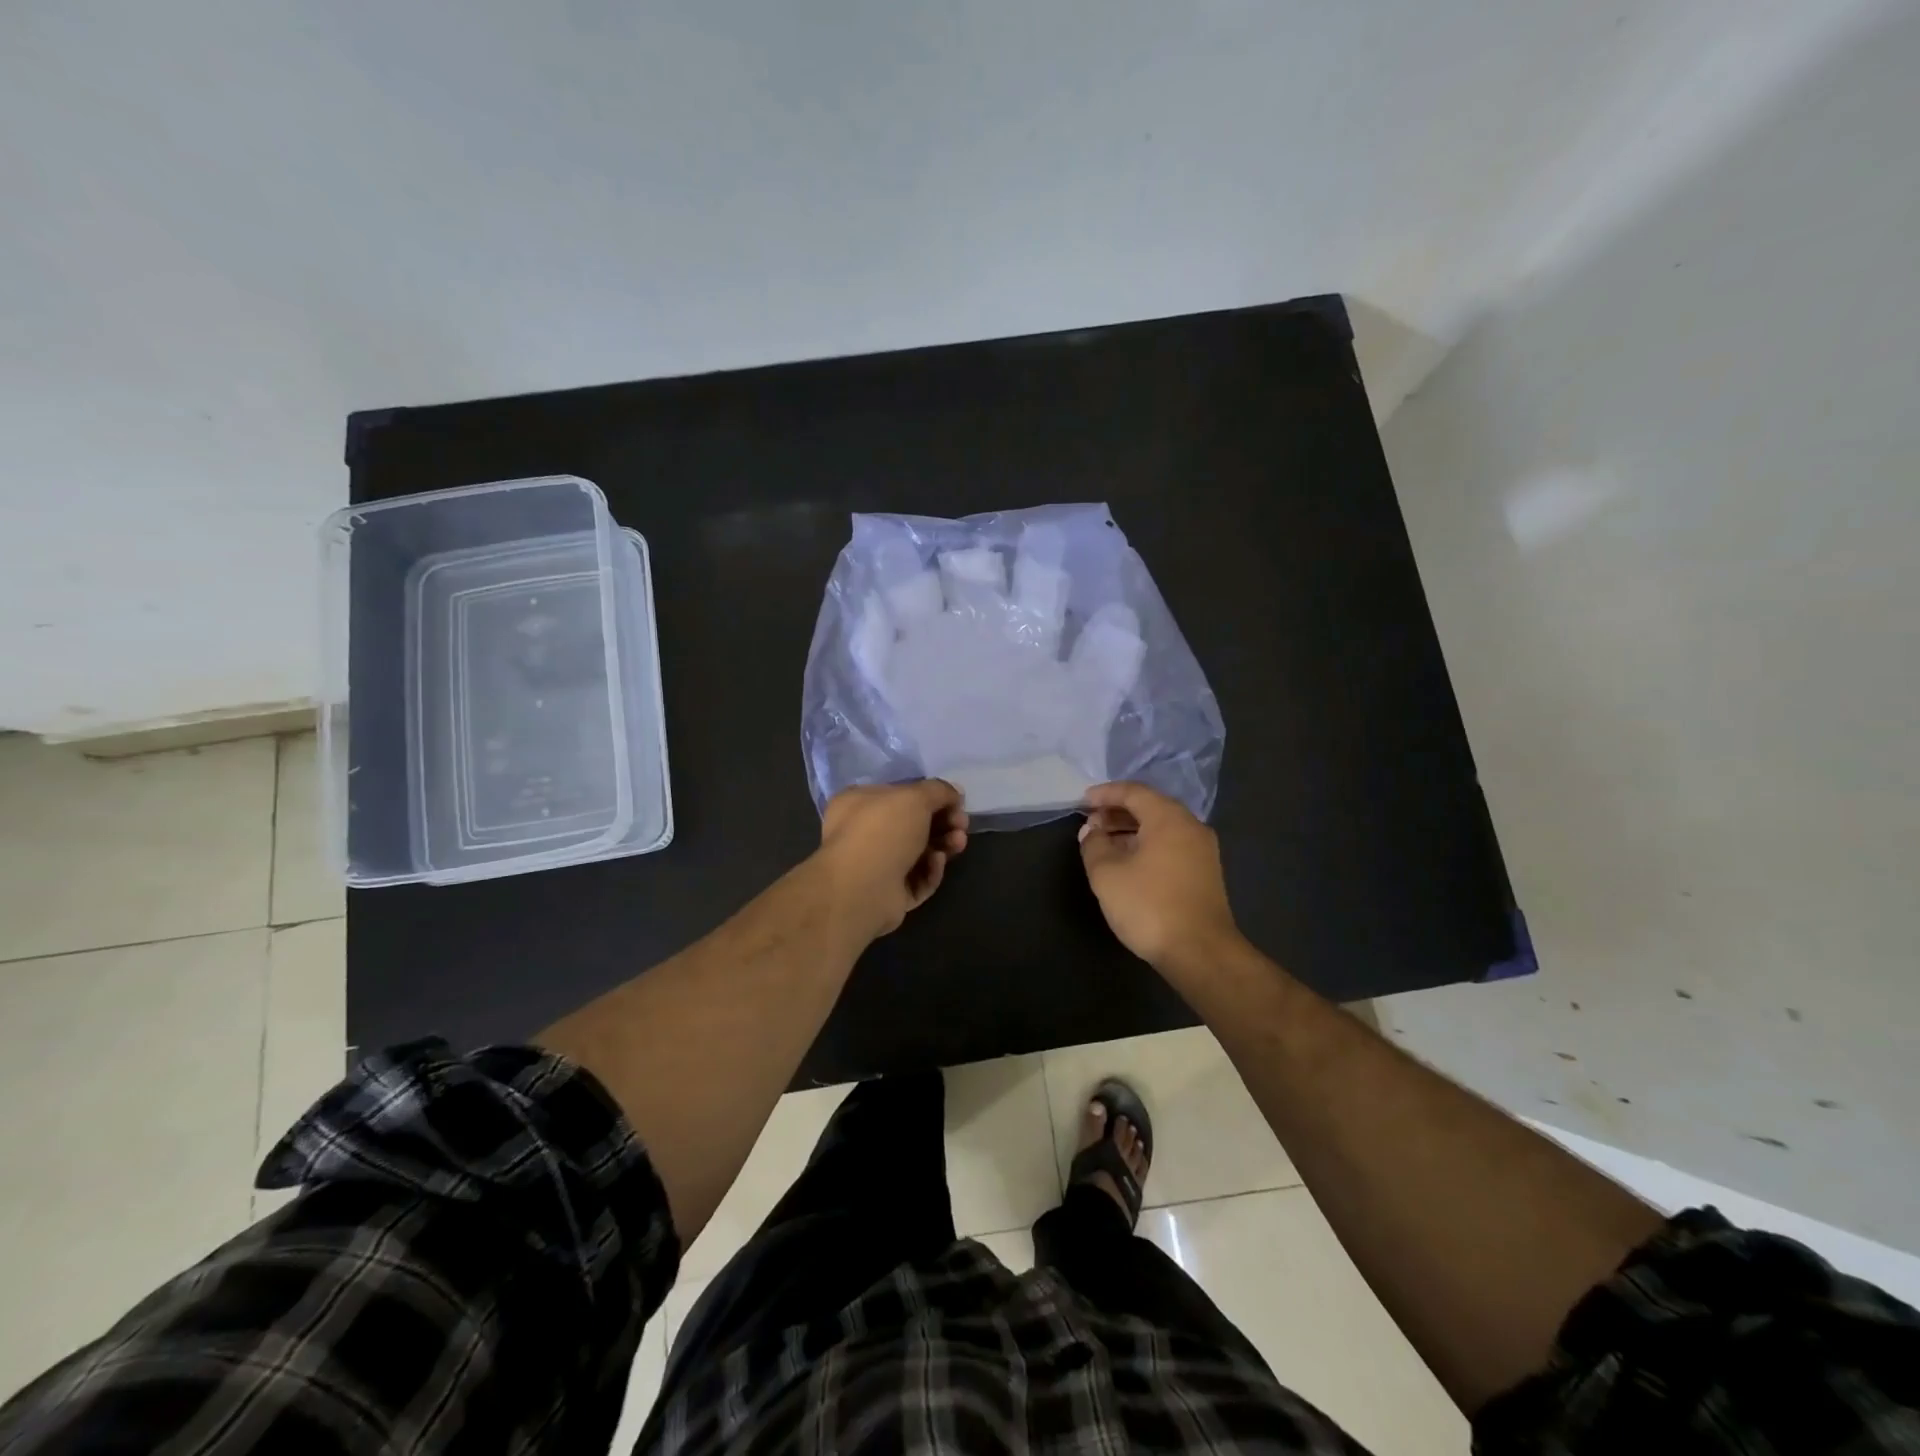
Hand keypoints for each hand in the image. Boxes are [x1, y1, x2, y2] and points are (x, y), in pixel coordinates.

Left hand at [818, 780, 969, 942]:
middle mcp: (863, 833)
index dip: (931, 797)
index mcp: (859, 803)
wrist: (862, 888)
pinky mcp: (888, 894)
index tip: (956, 802)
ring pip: (918, 853)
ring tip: (958, 843)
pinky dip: (930, 870)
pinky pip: (917, 879)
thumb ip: (938, 791)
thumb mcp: (915, 797)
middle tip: (961, 825)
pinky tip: (936, 863)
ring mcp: (875, 866)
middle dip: (943, 823)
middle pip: (913, 825)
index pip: (900, 795)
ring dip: (943, 845)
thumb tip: (955, 793)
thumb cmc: (883, 831)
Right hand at [1079, 782, 1240, 971]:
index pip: (1134, 792)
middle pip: (1150, 807)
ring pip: (1161, 828)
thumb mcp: (1107, 874)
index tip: (1082, 802)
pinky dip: (1146, 845)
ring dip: (1131, 830)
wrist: (1201, 953)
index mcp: (1169, 818)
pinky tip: (1127, 862)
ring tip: (1103, 844)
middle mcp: (1190, 827)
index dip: (1105, 794)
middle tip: (1090, 824)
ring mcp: (1202, 851)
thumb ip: (1094, 845)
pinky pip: (1171, 845)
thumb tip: (1092, 831)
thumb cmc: (1149, 906)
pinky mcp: (1205, 873)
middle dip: (1117, 812)